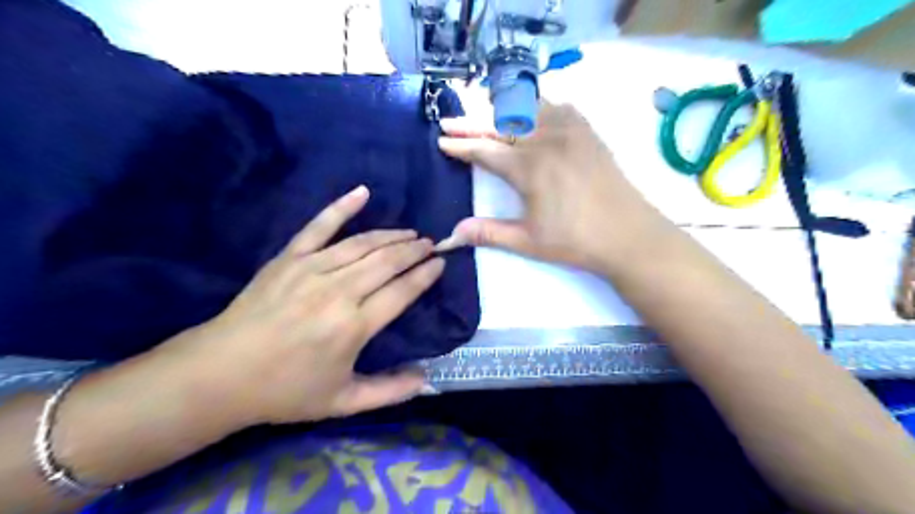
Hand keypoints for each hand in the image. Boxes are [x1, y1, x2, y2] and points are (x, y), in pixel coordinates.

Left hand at [159, 187, 441, 427]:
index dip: (425, 275)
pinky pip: (320, 226)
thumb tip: (426, 378)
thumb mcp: (343, 402)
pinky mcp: (289, 258)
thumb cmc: (286, 390)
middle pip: (387, 262)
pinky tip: (362, 192)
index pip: (402, 291)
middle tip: (430, 244)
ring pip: (363, 243)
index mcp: (354, 326)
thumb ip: (389, 392)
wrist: (221, 373)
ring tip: (410, 232)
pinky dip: (342, 207)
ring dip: (392, 235)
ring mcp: (312, 269)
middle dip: (414, 250)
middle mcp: (339, 291)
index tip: (440, 263)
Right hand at [436, 103, 665, 274]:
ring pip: (528, 108)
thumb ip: (488, 233)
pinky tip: (531, 111)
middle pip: (501, 123)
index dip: (461, 145)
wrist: (629, 235)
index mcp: (530, 168)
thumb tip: (451, 235)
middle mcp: (547, 140)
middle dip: (471, 122)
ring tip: (484, 113)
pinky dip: (536, 105)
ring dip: (501, 109)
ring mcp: (571, 131)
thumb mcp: (528, 241)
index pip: (485, 150)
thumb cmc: (576, 241)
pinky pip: (557, 107)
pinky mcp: (588, 131)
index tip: (441, 140)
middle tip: (449, 121)